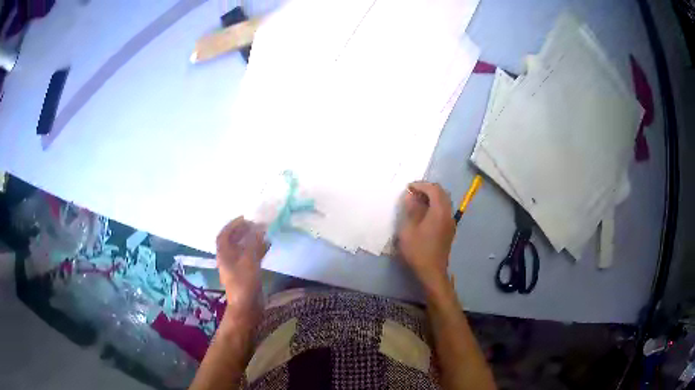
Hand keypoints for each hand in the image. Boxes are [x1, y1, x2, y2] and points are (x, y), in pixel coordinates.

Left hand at [216, 217, 269, 314]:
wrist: (247, 307)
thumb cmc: (244, 282)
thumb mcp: (249, 260)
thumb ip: (253, 242)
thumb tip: (259, 227)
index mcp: (224, 255)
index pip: (224, 235)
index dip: (232, 225)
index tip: (244, 218)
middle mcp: (228, 259)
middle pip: (233, 241)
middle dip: (243, 231)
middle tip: (256, 225)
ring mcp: (237, 268)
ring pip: (242, 249)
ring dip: (251, 240)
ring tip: (263, 233)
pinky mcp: (246, 274)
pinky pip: (250, 258)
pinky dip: (257, 250)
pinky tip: (267, 247)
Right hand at [397, 182, 455, 290]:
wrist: (432, 272)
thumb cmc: (418, 251)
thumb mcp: (408, 230)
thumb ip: (411, 210)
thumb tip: (410, 195)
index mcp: (439, 212)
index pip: (434, 189)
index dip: (421, 185)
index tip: (408, 187)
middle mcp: (448, 214)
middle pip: (442, 193)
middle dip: (427, 189)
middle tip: (412, 192)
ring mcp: (450, 222)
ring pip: (444, 202)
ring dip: (432, 197)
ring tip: (416, 201)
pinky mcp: (449, 230)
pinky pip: (444, 210)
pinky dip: (435, 205)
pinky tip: (424, 213)